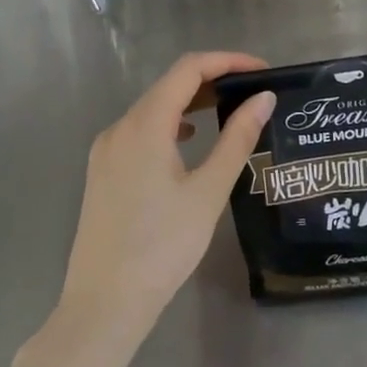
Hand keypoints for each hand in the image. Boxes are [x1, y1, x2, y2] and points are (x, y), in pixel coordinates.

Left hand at [58, 51, 274, 336]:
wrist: (104, 305)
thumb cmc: (163, 246)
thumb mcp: (209, 190)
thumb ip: (237, 138)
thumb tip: (263, 98)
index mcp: (144, 125)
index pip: (188, 69)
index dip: (227, 61)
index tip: (262, 71)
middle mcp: (120, 127)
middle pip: (170, 84)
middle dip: (213, 79)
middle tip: (253, 92)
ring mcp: (107, 150)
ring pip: (154, 107)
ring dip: (193, 101)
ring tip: (230, 112)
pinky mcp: (103, 171)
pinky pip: (141, 130)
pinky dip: (172, 123)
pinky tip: (192, 140)